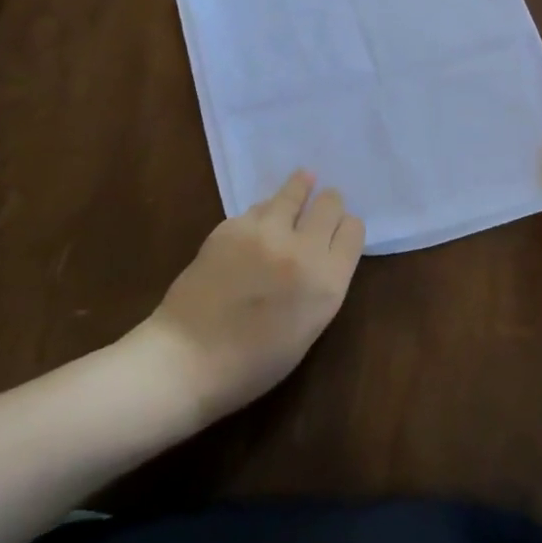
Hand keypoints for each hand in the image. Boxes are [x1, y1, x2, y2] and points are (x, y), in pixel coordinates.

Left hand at [145, 171, 364, 416]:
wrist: (188, 358)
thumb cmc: (253, 362)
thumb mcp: (308, 328)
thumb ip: (321, 284)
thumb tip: (320, 250)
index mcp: (327, 282)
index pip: (352, 230)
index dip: (345, 227)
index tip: (337, 230)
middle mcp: (302, 249)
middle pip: (329, 203)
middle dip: (328, 204)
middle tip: (321, 206)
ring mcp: (265, 232)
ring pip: (294, 191)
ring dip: (300, 189)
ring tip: (303, 180)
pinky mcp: (232, 225)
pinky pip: (259, 207)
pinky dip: (264, 212)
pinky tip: (260, 221)